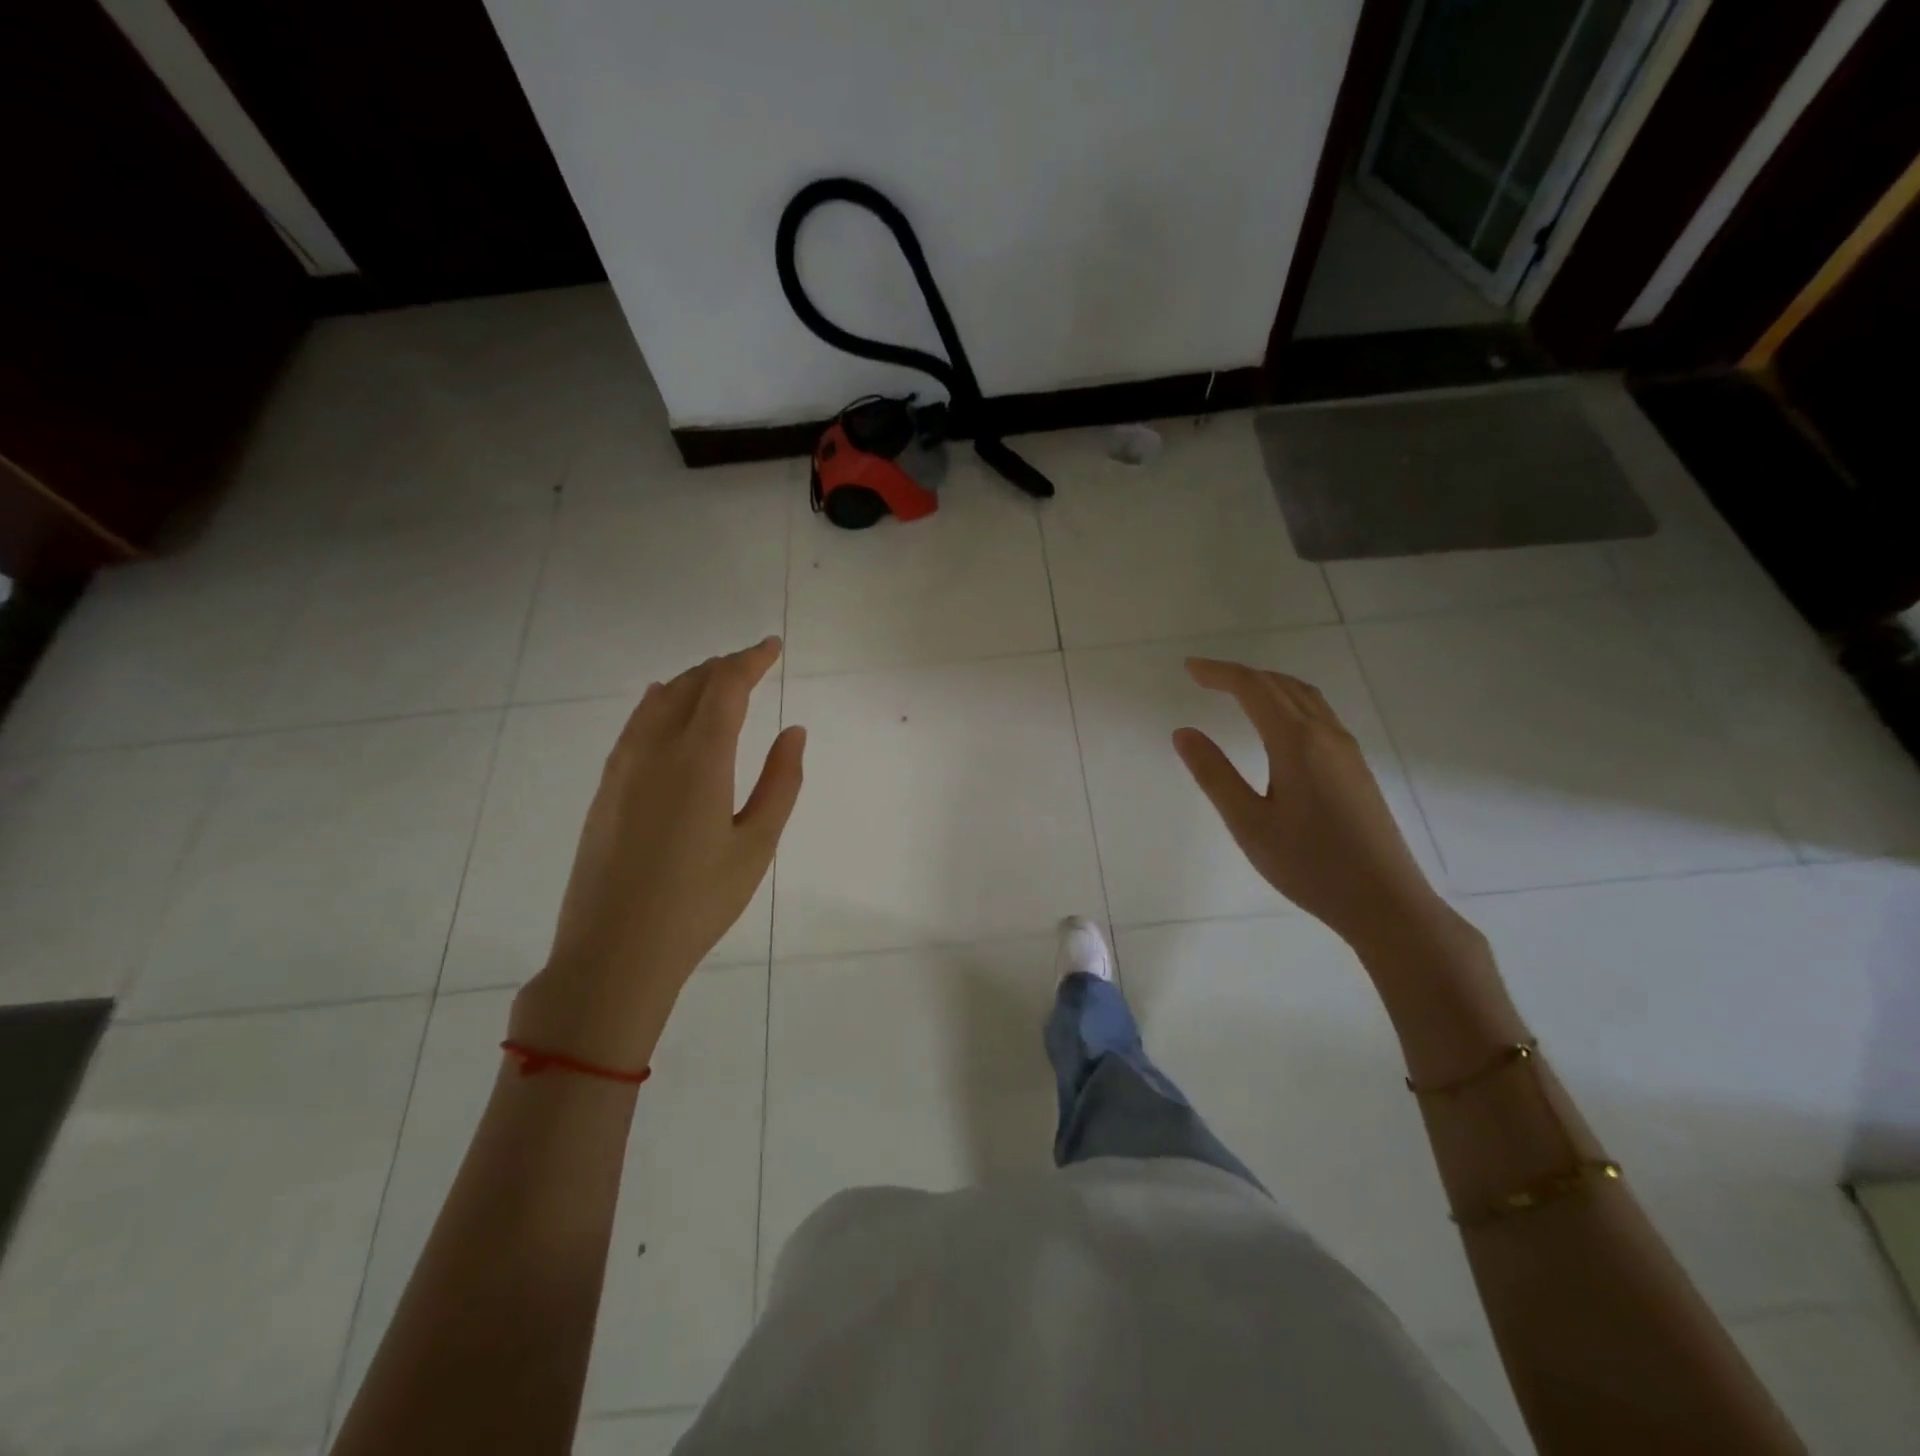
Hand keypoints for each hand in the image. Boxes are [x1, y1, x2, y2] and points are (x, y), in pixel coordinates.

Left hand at [509, 638, 804, 1070]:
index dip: (751, 660)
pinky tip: (665, 706)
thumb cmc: (698, 902)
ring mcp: (623, 767)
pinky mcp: (606, 788)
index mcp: (699, 759)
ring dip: (692, 681)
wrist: (614, 952)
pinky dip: (660, 703)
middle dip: (725, 667)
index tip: (773, 647)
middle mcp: (656, 749)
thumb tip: (794, 731)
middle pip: (691, 685)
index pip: (726, 687)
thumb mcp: (757, 845)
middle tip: (754, 663)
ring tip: (718, 680)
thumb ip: (781, 783)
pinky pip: (636, 724)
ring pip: (659, 701)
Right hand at [1173, 657, 1441, 951]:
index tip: (1188, 668)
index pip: (1253, 688)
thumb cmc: (1309, 865)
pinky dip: (1288, 702)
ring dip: (1267, 685)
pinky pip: (1319, 714)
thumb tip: (1183, 732)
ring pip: (1305, 697)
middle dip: (1240, 675)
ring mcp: (1347, 750)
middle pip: (1281, 685)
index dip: (1219, 672)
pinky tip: (1278, 725)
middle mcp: (1326, 735)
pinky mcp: (1356, 768)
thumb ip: (1214, 774)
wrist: (1386, 902)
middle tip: (1204, 677)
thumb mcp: (1249, 823)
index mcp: (1297, 742)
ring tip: (1236, 692)